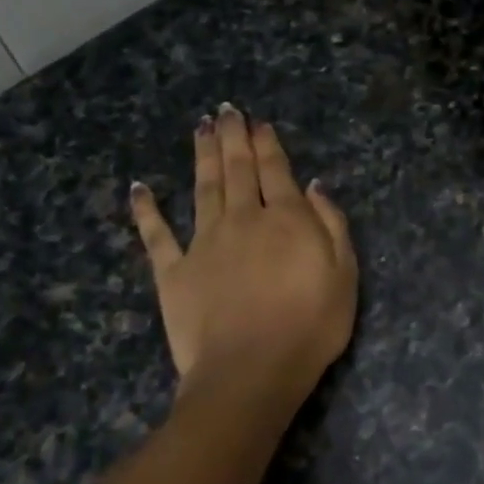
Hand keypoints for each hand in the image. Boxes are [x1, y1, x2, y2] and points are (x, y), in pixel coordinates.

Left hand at [129, 106, 356, 400]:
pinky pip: (156, 234)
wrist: (250, 372)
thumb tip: (313, 186)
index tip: (258, 122)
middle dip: (233, 137)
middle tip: (226, 110)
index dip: (267, 143)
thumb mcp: (344, 275)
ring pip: (202, 188)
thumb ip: (332, 225)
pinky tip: (139, 188)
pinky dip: (146, 210)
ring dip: (202, 156)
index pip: (275, 170)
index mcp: (284, 219)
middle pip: (236, 170)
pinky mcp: (173, 272)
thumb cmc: (309, 327)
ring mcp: (203, 243)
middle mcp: (241, 219)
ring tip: (200, 128)